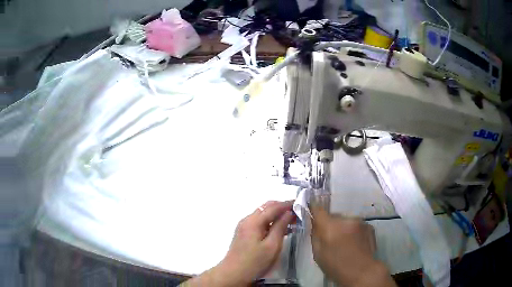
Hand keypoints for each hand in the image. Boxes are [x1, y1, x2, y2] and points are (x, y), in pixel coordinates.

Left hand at [220, 200, 294, 284]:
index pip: (273, 207)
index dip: (287, 204)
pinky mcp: (244, 233)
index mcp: (254, 221)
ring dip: (276, 215)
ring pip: (263, 214)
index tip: (300, 203)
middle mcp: (247, 220)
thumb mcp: (272, 246)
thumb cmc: (255, 261)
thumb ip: (280, 227)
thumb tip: (288, 212)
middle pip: (266, 208)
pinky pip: (259, 221)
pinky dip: (270, 221)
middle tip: (297, 213)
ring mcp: (244, 226)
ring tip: (291, 221)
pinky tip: (279, 229)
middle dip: (282, 208)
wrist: (234, 273)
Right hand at [310, 205, 395, 286]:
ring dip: (342, 227)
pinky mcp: (368, 225)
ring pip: (346, 220)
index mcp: (329, 226)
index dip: (313, 208)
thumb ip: (315, 235)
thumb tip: (314, 223)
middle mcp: (345, 219)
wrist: (361, 271)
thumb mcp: (318, 254)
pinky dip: (353, 230)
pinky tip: (354, 243)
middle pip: (333, 216)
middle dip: (330, 223)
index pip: (318, 209)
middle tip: (330, 237)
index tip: (311, 209)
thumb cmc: (335, 266)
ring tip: (344, 241)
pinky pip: (356, 225)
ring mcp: (359, 221)